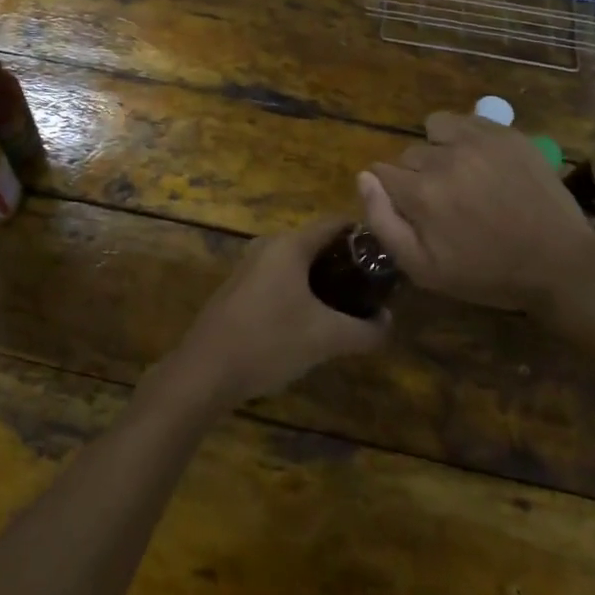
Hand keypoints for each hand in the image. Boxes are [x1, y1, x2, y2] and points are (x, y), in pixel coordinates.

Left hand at [158, 215, 387, 408]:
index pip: (335, 224)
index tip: (387, 257)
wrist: (206, 370)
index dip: (364, 237)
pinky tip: (311, 322)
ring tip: (348, 308)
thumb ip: (365, 330)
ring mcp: (249, 267)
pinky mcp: (239, 290)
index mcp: (289, 245)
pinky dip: (300, 292)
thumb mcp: (326, 338)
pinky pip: (279, 280)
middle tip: (372, 288)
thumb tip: (388, 323)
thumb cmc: (269, 341)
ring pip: (296, 264)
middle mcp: (268, 246)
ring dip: (323, 281)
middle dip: (345, 264)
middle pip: (316, 244)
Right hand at [360, 112, 594, 351]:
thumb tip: (364, 178)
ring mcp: (478, 140)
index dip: (392, 192)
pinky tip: (481, 162)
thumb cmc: (486, 273)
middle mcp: (444, 158)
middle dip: (417, 175)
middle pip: (408, 154)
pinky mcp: (505, 133)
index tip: (413, 210)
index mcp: (421, 193)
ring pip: (434, 129)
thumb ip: (383, 222)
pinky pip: (466, 120)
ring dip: (439, 148)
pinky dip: (465, 136)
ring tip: (461, 173)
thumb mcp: (424, 269)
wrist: (559, 263)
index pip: (381, 171)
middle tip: (445, 202)